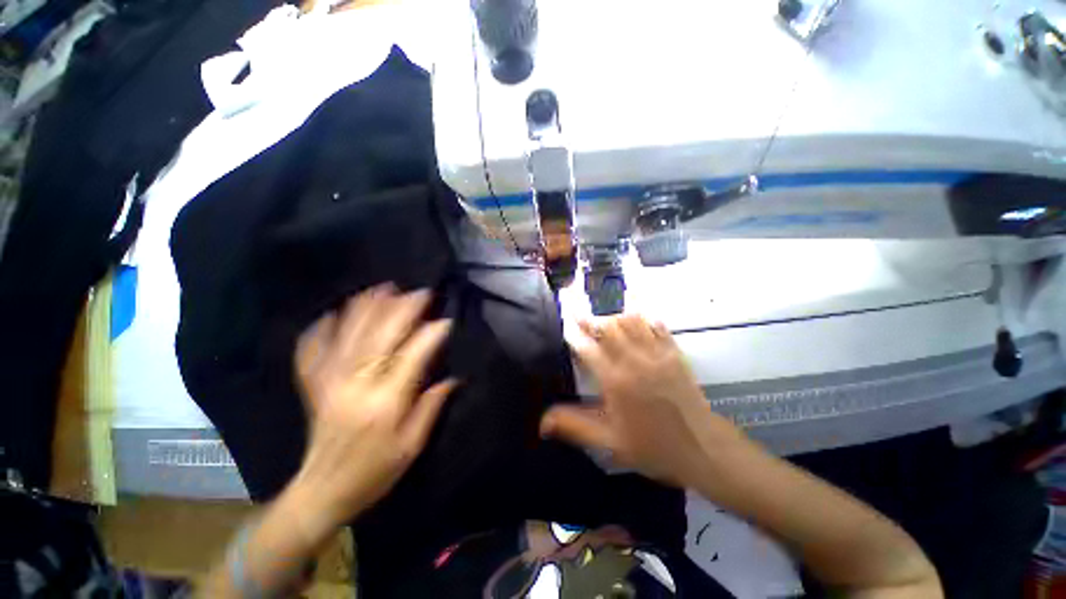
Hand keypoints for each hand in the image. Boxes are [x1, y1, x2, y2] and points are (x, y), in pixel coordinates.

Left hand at [289, 285, 455, 537]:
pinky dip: (321, 328)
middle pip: (380, 336)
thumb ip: (431, 407)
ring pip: (349, 334)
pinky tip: (333, 312)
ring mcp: (328, 382)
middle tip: (420, 293)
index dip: (431, 335)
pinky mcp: (312, 385)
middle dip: (403, 310)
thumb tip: (452, 378)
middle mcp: (355, 385)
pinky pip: (311, 349)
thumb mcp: (412, 446)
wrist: (321, 493)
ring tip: (383, 288)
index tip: (446, 320)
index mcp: (384, 403)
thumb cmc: (374, 472)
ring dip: (367, 308)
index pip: (412, 356)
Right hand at [540, 314, 745, 486]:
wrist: (702, 449)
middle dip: (590, 319)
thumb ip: (574, 427)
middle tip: (578, 312)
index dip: (574, 335)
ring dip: (614, 315)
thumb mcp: (610, 442)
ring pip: (631, 322)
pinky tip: (636, 315)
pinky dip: (643, 317)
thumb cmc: (653, 447)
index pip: (588, 349)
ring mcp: (657, 354)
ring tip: (603, 315)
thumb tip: (542, 423)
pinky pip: (657, 326)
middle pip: (608, 328)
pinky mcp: (674, 353)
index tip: (564, 325)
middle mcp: (634, 361)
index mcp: (616, 381)